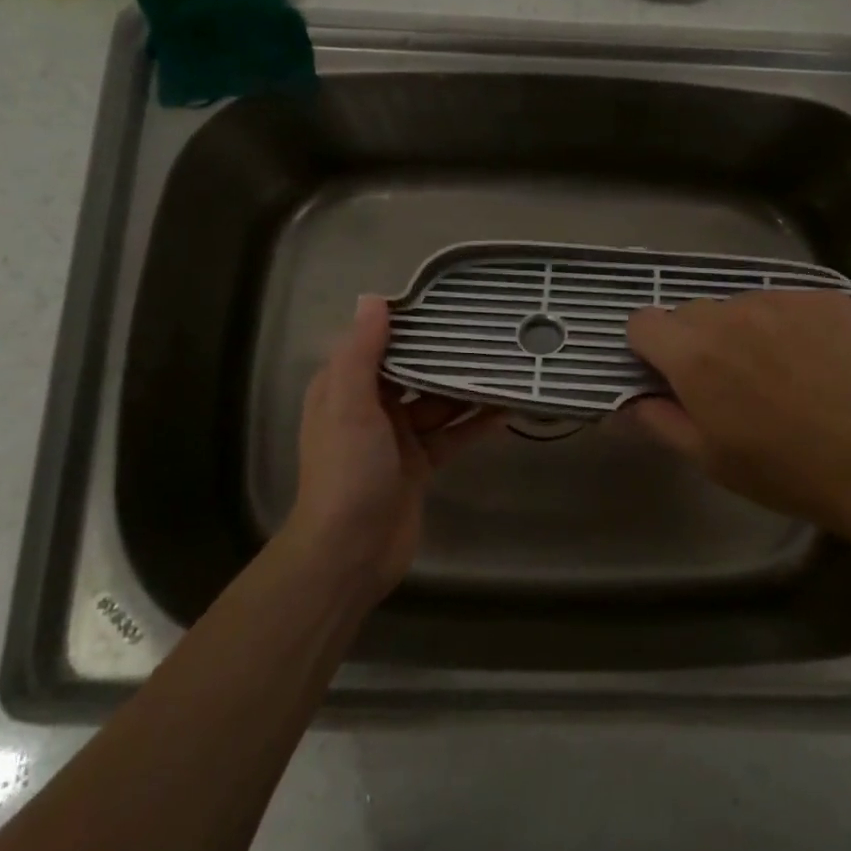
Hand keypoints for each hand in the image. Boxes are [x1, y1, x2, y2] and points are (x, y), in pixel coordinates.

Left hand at [286, 295, 502, 601]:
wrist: (350, 551)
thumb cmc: (347, 470)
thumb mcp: (349, 404)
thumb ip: (361, 352)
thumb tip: (374, 299)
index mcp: (345, 388)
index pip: (379, 344)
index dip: (410, 324)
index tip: (448, 303)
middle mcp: (370, 408)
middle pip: (413, 371)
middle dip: (446, 355)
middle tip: (489, 332)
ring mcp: (397, 438)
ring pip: (437, 403)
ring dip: (466, 389)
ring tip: (505, 365)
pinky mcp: (420, 465)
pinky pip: (452, 435)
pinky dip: (475, 424)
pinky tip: (506, 409)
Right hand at [624, 290, 850, 533]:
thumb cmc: (786, 470)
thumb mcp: (710, 459)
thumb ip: (658, 421)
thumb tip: (628, 402)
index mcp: (694, 355)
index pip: (643, 322)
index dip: (650, 349)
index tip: (670, 376)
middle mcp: (731, 314)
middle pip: (690, 312)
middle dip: (696, 341)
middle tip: (729, 382)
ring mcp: (781, 300)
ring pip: (740, 306)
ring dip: (743, 331)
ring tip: (780, 373)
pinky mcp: (825, 298)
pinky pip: (786, 303)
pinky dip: (788, 326)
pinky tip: (816, 361)